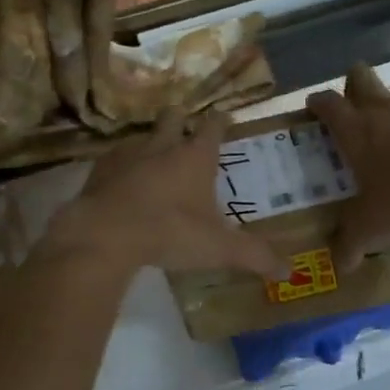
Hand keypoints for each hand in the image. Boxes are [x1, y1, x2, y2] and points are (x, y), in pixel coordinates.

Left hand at [45, 109, 287, 279]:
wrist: (105, 234)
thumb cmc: (170, 233)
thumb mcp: (219, 249)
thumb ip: (254, 257)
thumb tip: (290, 272)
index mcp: (195, 157)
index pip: (213, 127)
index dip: (220, 121)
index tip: (224, 117)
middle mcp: (162, 145)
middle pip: (173, 117)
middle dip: (181, 119)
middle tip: (185, 127)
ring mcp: (127, 154)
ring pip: (142, 136)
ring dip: (150, 143)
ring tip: (154, 158)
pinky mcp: (99, 170)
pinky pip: (114, 159)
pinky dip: (122, 167)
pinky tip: (122, 183)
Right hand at [307, 64, 389, 271]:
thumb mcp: (373, 224)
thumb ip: (352, 242)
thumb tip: (340, 266)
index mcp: (355, 128)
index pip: (326, 103)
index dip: (318, 103)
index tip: (314, 109)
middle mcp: (382, 108)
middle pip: (359, 76)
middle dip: (353, 85)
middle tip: (355, 109)